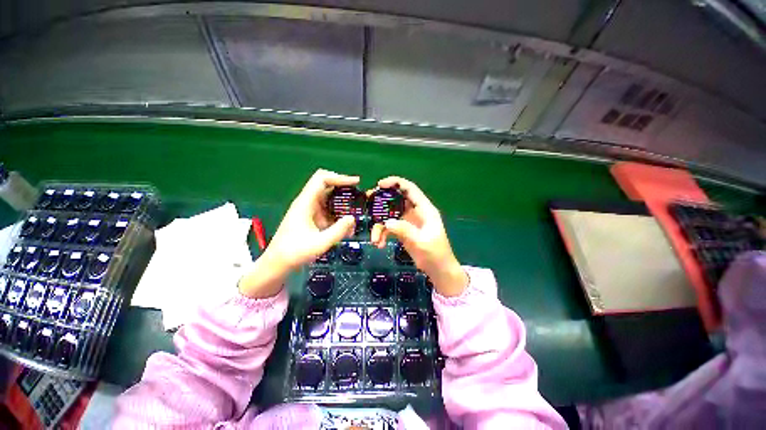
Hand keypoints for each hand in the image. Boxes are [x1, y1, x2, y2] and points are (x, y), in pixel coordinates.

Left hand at [239, 169, 357, 297]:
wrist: (278, 263)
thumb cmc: (295, 252)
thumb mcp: (320, 243)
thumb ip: (338, 231)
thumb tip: (352, 218)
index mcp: (305, 203)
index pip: (322, 179)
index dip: (339, 177)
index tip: (355, 182)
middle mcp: (307, 202)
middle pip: (326, 185)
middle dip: (343, 187)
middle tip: (358, 194)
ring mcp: (309, 210)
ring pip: (328, 197)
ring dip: (341, 201)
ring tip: (355, 209)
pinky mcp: (311, 217)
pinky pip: (327, 208)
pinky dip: (338, 212)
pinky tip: (346, 223)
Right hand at [370, 177, 468, 296]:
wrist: (438, 270)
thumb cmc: (435, 254)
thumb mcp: (421, 242)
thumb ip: (405, 230)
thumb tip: (387, 222)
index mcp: (424, 209)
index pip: (410, 189)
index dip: (395, 183)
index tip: (379, 185)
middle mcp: (415, 212)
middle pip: (396, 200)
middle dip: (381, 202)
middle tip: (368, 204)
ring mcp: (408, 221)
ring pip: (390, 215)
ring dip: (380, 225)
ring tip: (374, 239)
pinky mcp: (403, 231)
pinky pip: (389, 227)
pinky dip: (383, 234)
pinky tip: (380, 244)